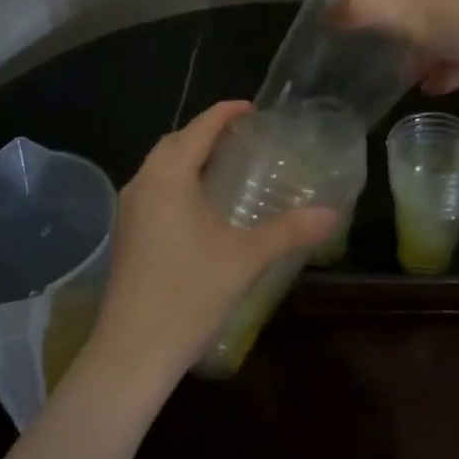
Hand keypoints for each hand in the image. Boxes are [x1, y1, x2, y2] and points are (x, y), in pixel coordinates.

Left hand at [90, 101, 337, 378]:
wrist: (133, 350)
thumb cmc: (189, 294)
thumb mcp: (246, 258)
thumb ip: (289, 231)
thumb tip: (332, 213)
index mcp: (168, 177)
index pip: (199, 129)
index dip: (225, 113)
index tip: (252, 108)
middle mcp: (142, 184)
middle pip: (174, 143)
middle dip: (206, 133)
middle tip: (242, 137)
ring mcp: (129, 210)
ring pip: (160, 167)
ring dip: (189, 158)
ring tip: (225, 166)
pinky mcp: (125, 234)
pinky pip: (153, 189)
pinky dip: (178, 182)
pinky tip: (200, 206)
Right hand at [338, 0, 458, 103]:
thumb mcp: (418, 19)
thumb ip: (367, 12)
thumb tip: (328, 10)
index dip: (384, 8)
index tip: (371, 41)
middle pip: (430, 2)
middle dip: (409, 34)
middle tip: (388, 63)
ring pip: (456, 26)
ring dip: (431, 52)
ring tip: (410, 81)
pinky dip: (458, 64)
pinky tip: (440, 88)